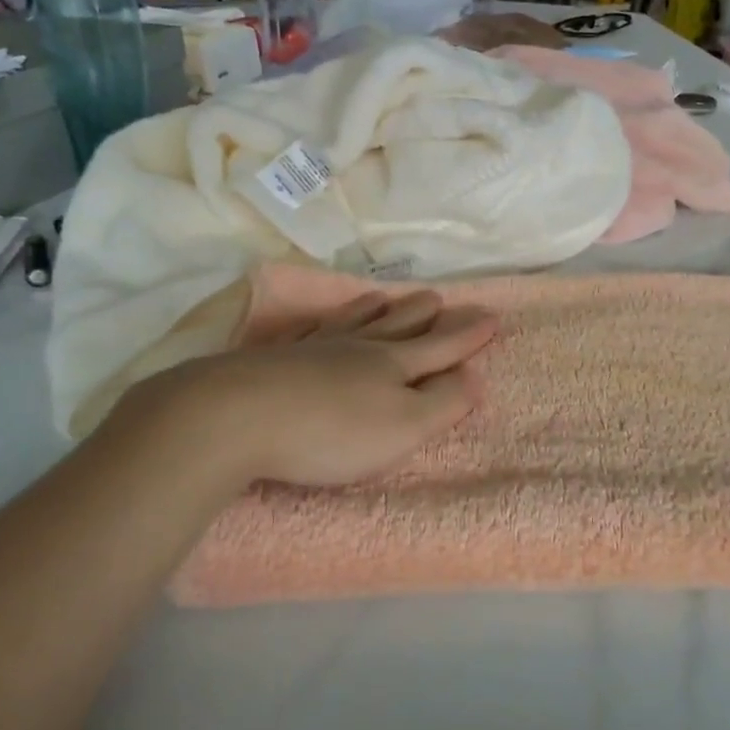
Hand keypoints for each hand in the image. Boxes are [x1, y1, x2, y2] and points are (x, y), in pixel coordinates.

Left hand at [100, 290, 498, 489]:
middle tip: (441, 299)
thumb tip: (475, 375)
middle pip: (399, 327)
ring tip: (389, 298)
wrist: (237, 415)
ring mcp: (314, 349)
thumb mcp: (403, 427)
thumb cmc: (332, 432)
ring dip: (378, 311)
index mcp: (393, 366)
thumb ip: (443, 402)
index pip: (441, 346)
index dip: (468, 336)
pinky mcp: (275, 359)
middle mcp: (357, 349)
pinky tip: (320, 320)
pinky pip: (310, 330)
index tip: (492, 316)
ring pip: (354, 323)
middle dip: (425, 316)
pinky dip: (324, 321)